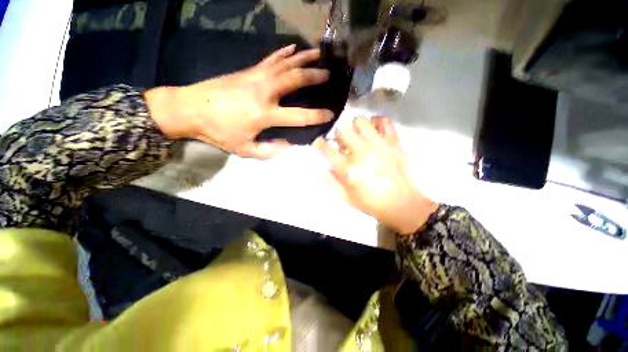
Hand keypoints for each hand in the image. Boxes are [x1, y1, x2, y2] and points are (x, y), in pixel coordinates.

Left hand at [147, 44, 332, 158]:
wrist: (190, 109)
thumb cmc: (219, 132)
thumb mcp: (245, 149)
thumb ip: (270, 150)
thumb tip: (291, 146)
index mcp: (264, 115)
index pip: (298, 115)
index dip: (317, 116)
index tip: (330, 114)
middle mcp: (264, 92)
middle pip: (294, 80)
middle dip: (314, 76)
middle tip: (328, 75)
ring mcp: (256, 77)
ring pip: (285, 64)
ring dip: (304, 58)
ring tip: (319, 53)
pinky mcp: (249, 70)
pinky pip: (271, 58)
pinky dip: (284, 52)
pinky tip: (294, 47)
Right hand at [314, 117, 437, 233]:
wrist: (402, 204)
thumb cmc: (371, 203)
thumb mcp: (346, 198)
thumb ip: (331, 182)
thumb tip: (323, 168)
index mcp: (348, 168)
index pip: (326, 149)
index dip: (319, 144)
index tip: (319, 143)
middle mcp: (361, 152)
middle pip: (343, 129)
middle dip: (339, 134)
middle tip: (342, 142)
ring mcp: (379, 144)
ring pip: (361, 121)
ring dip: (355, 127)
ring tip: (358, 136)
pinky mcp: (393, 142)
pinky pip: (384, 121)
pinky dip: (377, 122)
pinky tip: (374, 131)